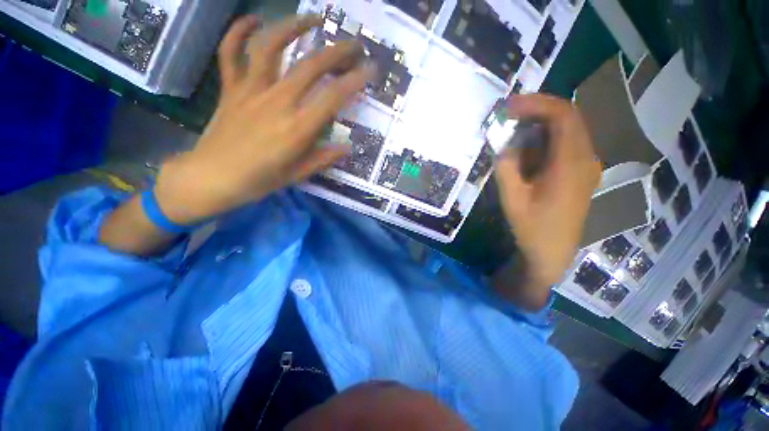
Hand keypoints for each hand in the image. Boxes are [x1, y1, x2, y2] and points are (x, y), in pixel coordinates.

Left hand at [154, 15, 375, 224]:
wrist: (212, 178)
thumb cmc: (260, 180)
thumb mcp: (298, 174)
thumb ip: (324, 158)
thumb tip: (347, 148)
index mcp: (297, 128)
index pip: (332, 97)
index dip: (354, 80)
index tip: (370, 71)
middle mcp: (277, 102)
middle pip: (310, 66)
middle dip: (337, 51)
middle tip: (354, 45)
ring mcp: (251, 91)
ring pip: (271, 46)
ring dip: (293, 26)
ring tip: (313, 18)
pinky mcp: (231, 88)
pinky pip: (231, 52)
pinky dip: (239, 31)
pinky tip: (253, 20)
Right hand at [493, 94, 599, 308]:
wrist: (552, 253)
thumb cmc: (532, 228)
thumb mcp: (512, 198)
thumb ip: (506, 167)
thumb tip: (503, 143)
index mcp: (570, 164)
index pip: (562, 115)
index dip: (535, 104)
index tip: (508, 107)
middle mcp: (585, 158)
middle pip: (567, 118)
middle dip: (536, 110)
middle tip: (508, 114)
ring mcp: (585, 165)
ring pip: (567, 130)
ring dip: (539, 124)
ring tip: (513, 128)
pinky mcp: (580, 173)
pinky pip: (565, 144)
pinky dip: (544, 138)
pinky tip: (526, 148)